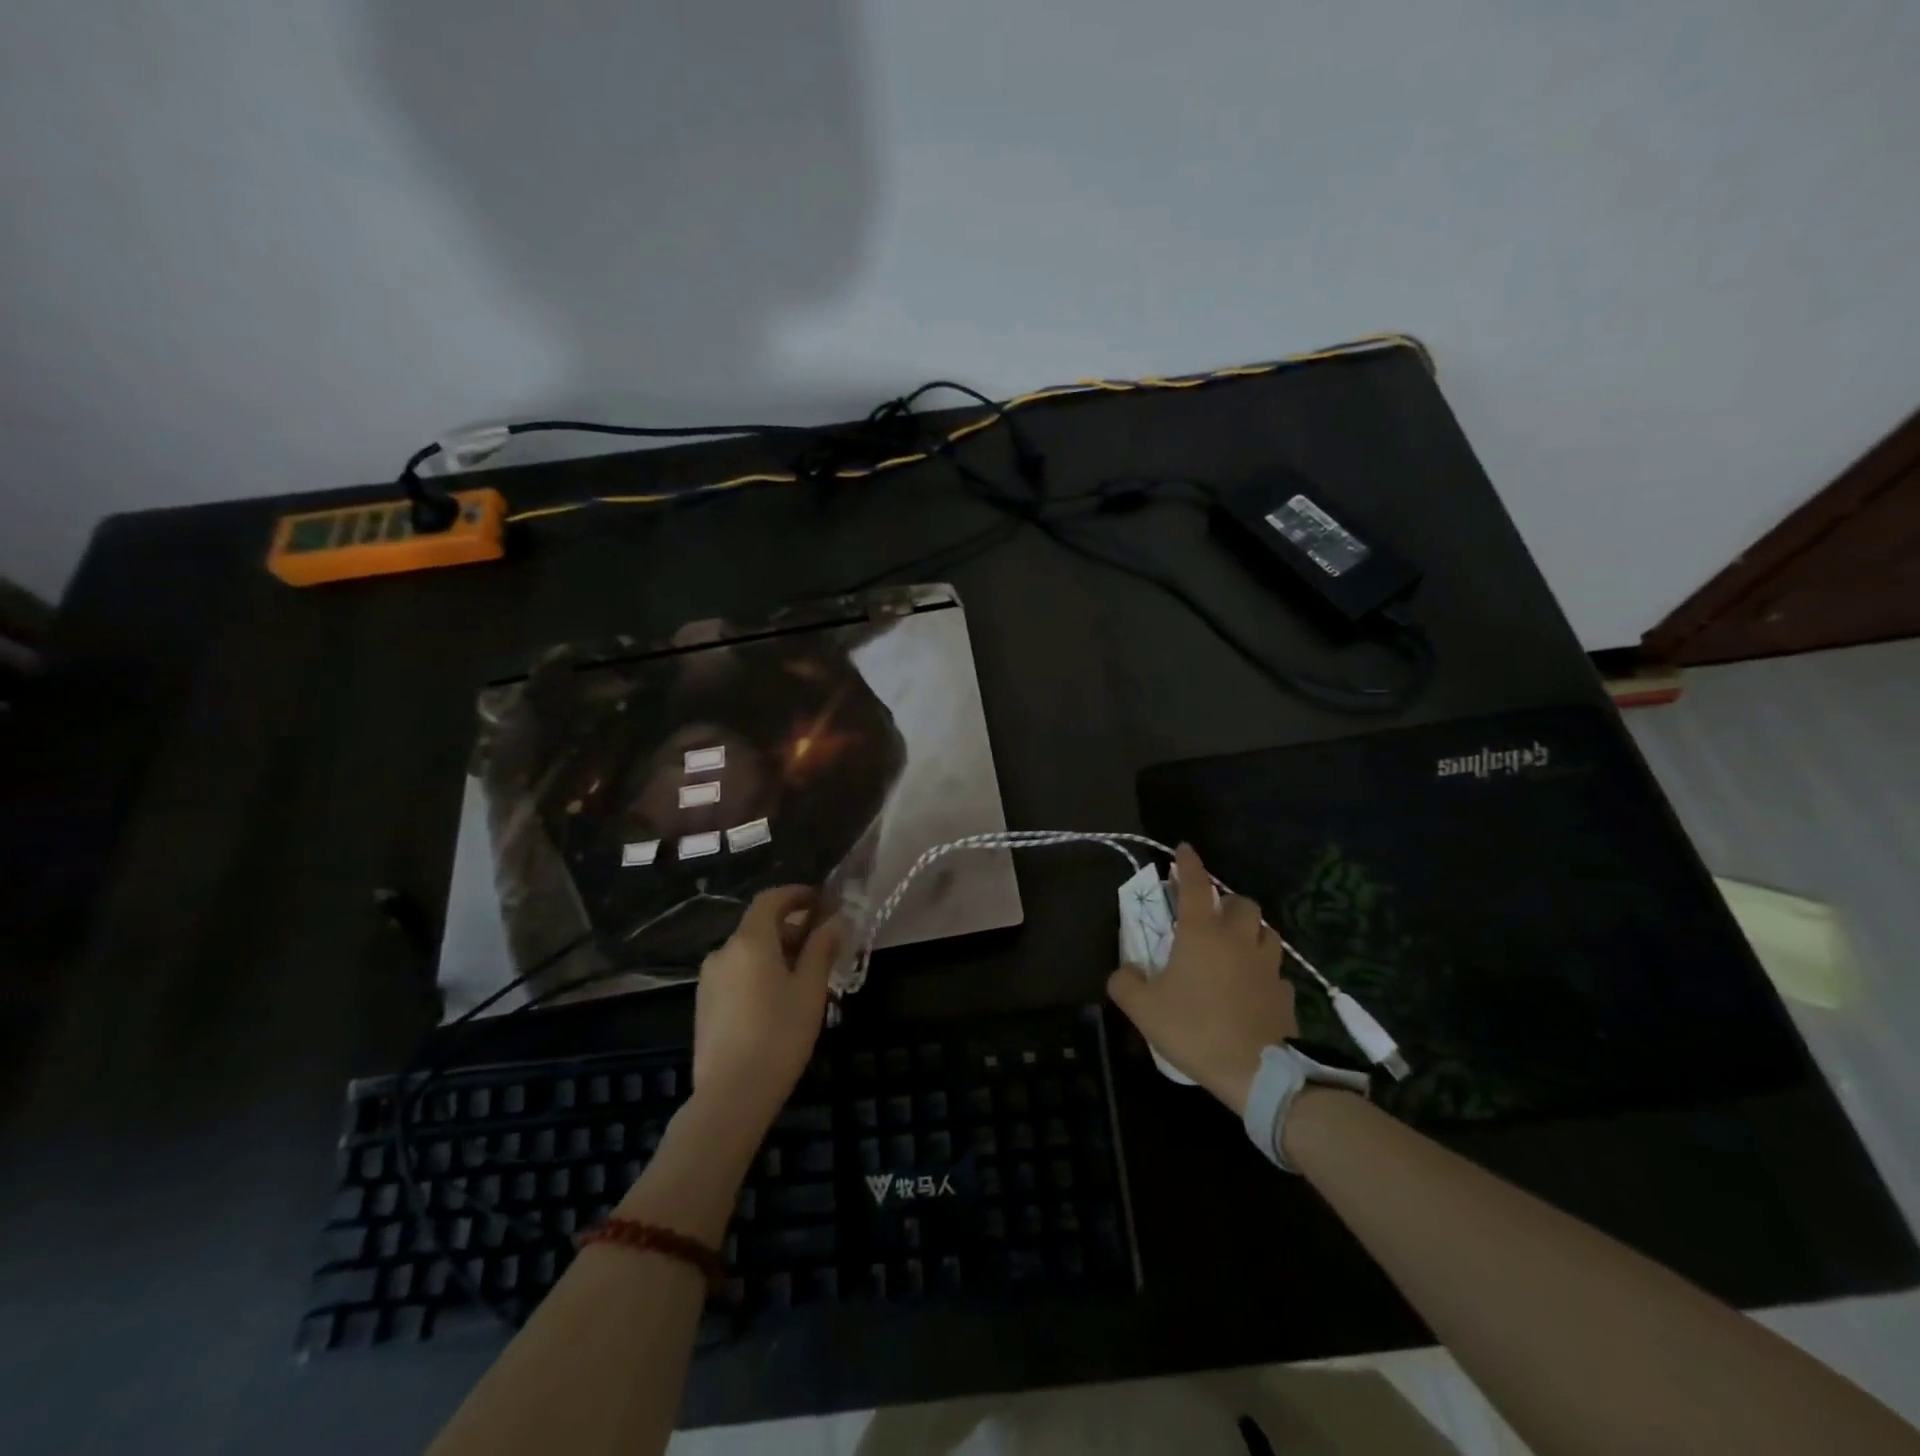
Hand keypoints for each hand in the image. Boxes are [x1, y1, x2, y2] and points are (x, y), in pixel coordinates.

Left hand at [692, 887, 846, 1134]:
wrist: (730, 1095)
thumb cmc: (779, 1035)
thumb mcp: (810, 989)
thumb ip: (822, 948)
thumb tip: (836, 920)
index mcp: (750, 941)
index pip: (771, 899)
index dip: (796, 894)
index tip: (821, 901)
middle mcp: (723, 952)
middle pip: (759, 926)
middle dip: (791, 928)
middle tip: (822, 945)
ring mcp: (709, 980)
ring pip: (747, 952)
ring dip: (775, 952)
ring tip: (804, 976)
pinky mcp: (704, 1005)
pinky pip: (736, 974)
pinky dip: (758, 972)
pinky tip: (777, 1000)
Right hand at [1106, 844, 1297, 1114]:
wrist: (1255, 1072)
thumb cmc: (1194, 1029)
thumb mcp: (1143, 1008)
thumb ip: (1125, 982)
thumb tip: (1124, 971)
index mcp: (1202, 933)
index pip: (1194, 884)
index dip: (1188, 864)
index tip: (1185, 849)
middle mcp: (1238, 939)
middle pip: (1241, 903)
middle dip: (1227, 903)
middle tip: (1212, 917)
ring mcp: (1267, 966)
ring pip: (1267, 932)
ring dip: (1251, 932)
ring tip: (1237, 947)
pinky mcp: (1285, 994)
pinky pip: (1276, 972)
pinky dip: (1264, 972)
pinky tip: (1253, 988)